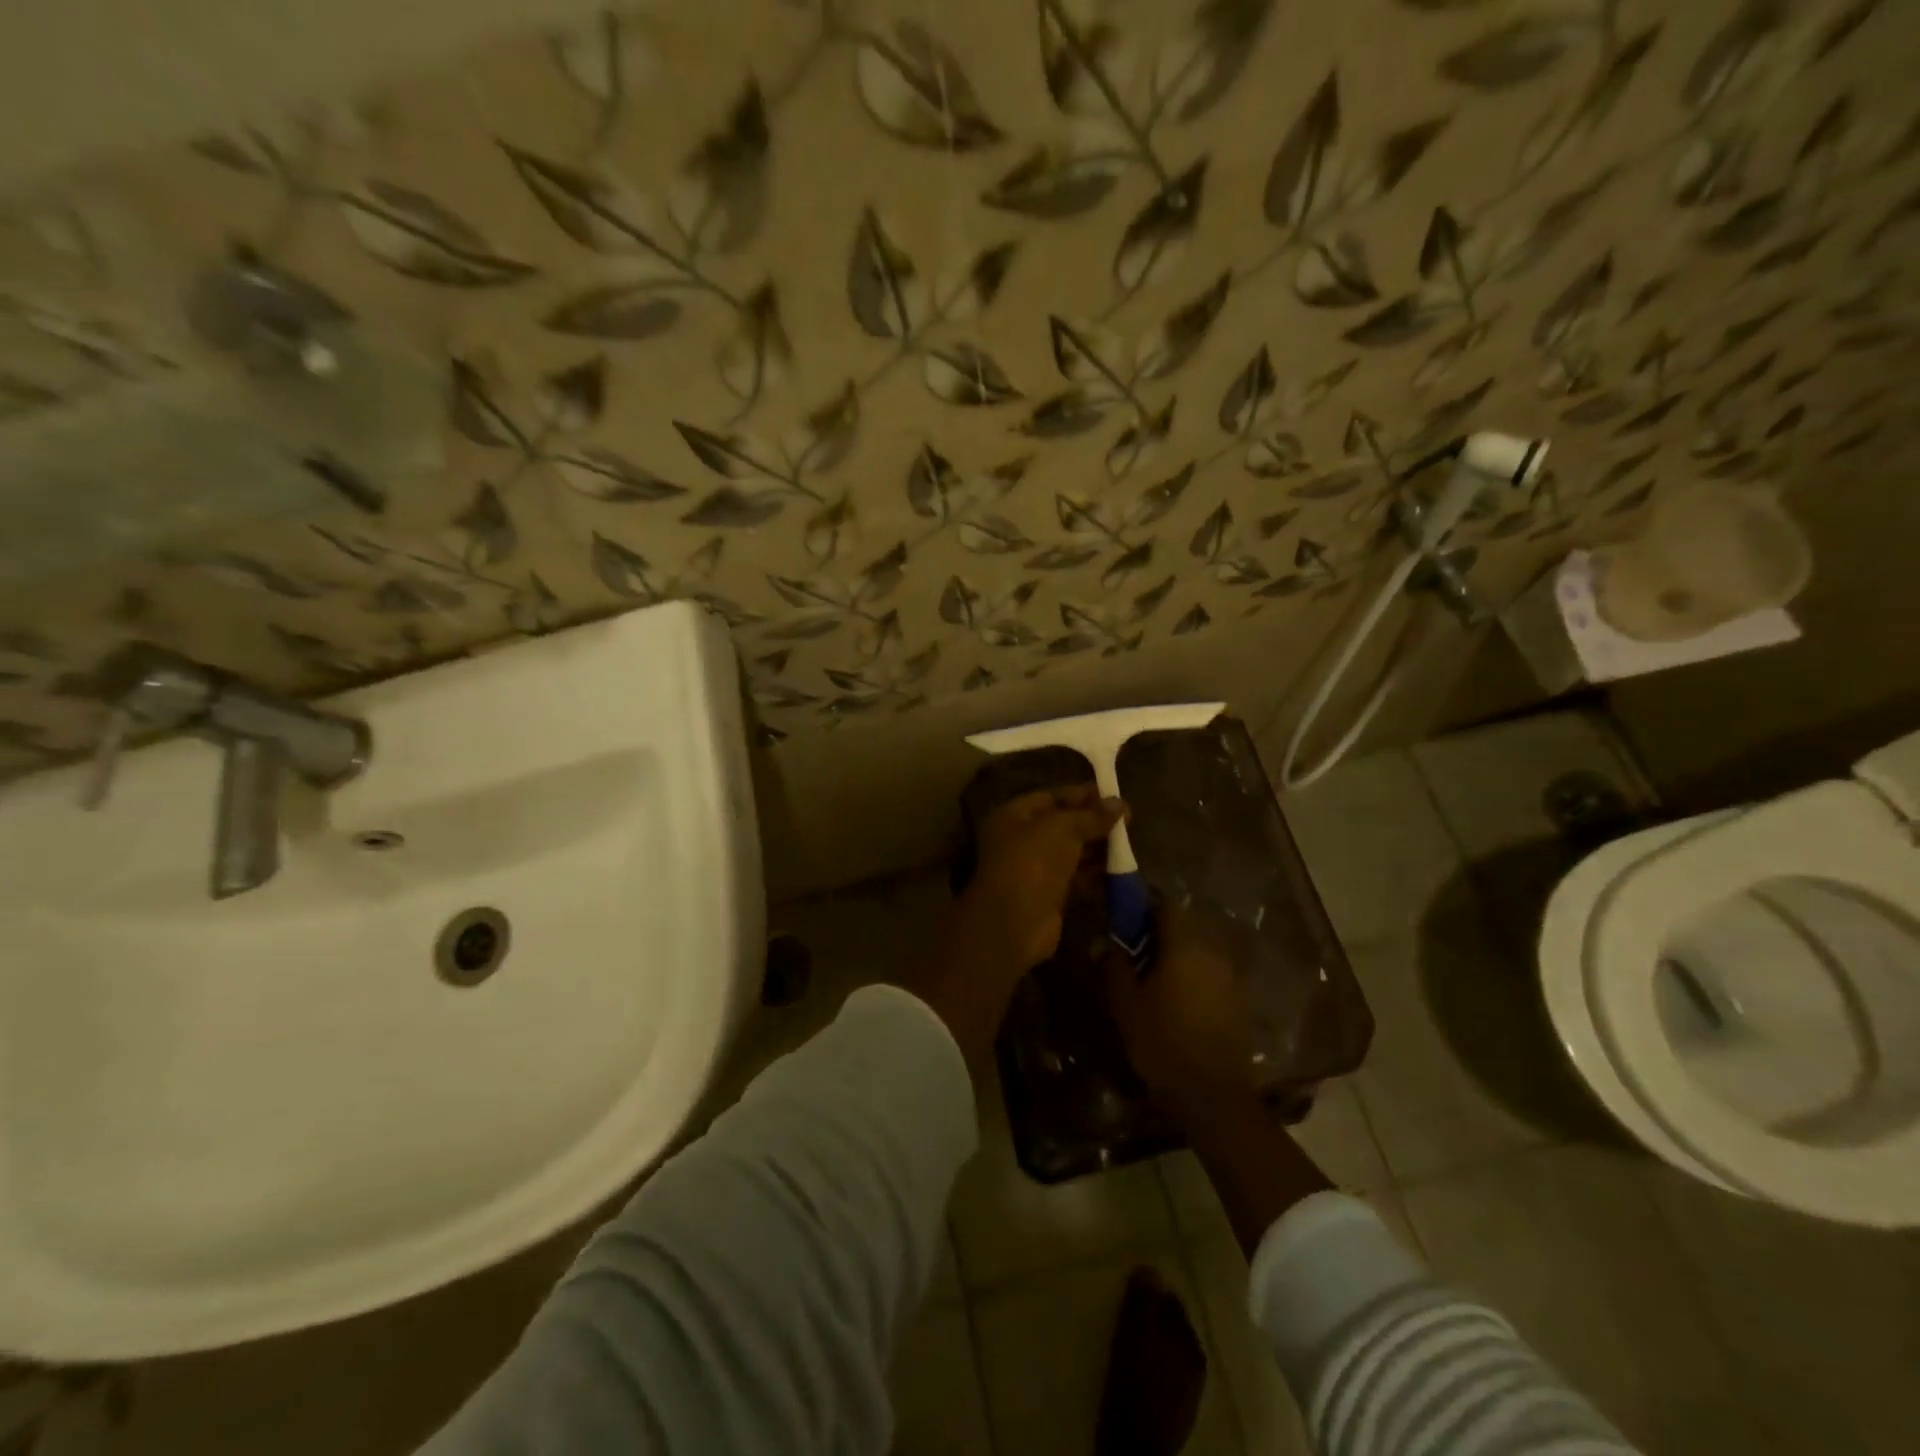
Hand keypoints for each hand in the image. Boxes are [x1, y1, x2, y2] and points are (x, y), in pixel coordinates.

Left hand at [911, 786, 1124, 1064]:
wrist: (1015, 922)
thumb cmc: (1033, 861)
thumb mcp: (1062, 828)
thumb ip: (1091, 815)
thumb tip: (1120, 804)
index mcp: (1014, 816)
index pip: (1052, 797)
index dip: (1082, 794)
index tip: (1114, 795)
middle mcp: (1022, 840)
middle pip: (1063, 825)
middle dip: (1094, 822)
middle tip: (1129, 821)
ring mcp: (1035, 869)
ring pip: (1072, 852)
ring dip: (1098, 848)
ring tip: (1129, 843)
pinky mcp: (1050, 895)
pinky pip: (1077, 878)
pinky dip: (1096, 873)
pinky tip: (1120, 869)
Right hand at [1104, 906, 1256, 1105]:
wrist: (1214, 1094)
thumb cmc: (1163, 1041)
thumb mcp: (1126, 1004)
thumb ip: (1115, 966)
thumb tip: (1105, 942)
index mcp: (1182, 945)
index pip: (1164, 905)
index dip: (1143, 906)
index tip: (1124, 919)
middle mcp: (1210, 951)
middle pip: (1181, 928)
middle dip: (1156, 936)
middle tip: (1132, 956)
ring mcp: (1228, 976)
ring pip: (1196, 953)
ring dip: (1175, 959)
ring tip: (1152, 984)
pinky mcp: (1237, 1000)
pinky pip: (1208, 975)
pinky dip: (1191, 979)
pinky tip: (1176, 1005)